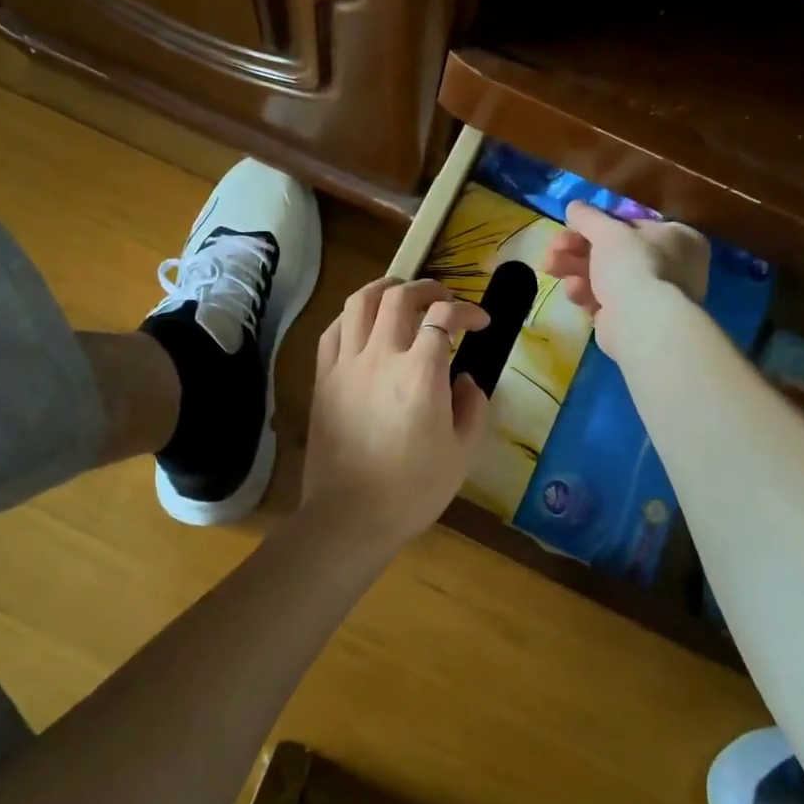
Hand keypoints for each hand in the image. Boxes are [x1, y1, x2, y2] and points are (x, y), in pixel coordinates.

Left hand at [300, 279, 491, 554]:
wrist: (350, 516)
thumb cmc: (413, 489)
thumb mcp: (462, 453)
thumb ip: (472, 407)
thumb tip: (465, 379)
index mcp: (421, 373)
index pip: (445, 317)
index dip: (467, 310)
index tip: (480, 322)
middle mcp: (381, 356)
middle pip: (400, 297)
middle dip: (427, 287)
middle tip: (443, 297)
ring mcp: (346, 363)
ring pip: (360, 302)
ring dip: (385, 288)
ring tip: (400, 291)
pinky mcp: (323, 377)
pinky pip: (333, 330)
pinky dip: (352, 316)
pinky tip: (363, 322)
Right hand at [544, 202, 709, 364]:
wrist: (642, 323)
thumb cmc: (634, 265)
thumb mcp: (608, 231)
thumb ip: (589, 217)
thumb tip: (574, 206)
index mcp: (678, 238)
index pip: (631, 226)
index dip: (597, 226)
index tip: (570, 227)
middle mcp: (672, 266)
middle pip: (614, 252)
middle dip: (576, 249)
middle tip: (552, 249)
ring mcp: (653, 297)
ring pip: (605, 277)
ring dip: (575, 269)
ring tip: (550, 268)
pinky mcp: (633, 321)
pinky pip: (605, 301)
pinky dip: (587, 294)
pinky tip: (573, 292)